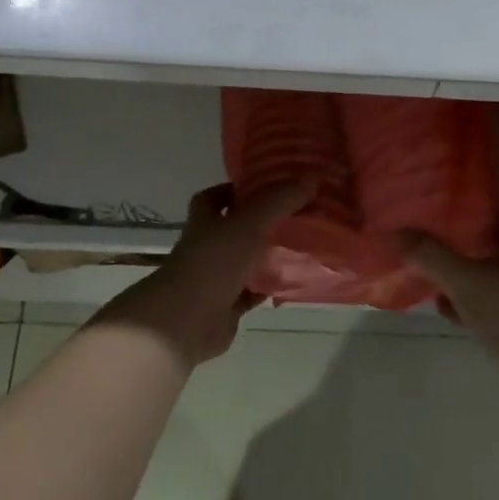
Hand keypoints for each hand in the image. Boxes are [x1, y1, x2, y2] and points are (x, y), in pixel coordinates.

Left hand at [101, 181, 310, 368]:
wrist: (186, 321)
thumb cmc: (213, 262)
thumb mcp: (249, 222)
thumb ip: (279, 200)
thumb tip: (311, 178)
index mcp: (204, 223)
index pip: (211, 199)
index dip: (231, 191)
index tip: (261, 186)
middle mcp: (207, 248)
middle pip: (232, 230)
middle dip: (259, 223)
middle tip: (293, 214)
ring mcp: (215, 279)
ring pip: (244, 262)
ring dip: (267, 256)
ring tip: (302, 245)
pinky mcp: (226, 307)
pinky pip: (252, 292)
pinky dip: (269, 287)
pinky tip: (293, 281)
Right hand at [397, 215, 498, 370]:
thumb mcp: (463, 279)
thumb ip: (430, 255)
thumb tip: (396, 231)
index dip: (475, 214)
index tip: (446, 216)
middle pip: (492, 246)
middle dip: (462, 248)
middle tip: (432, 246)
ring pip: (490, 276)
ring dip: (464, 278)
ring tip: (433, 279)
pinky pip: (492, 303)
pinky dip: (471, 303)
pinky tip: (448, 310)